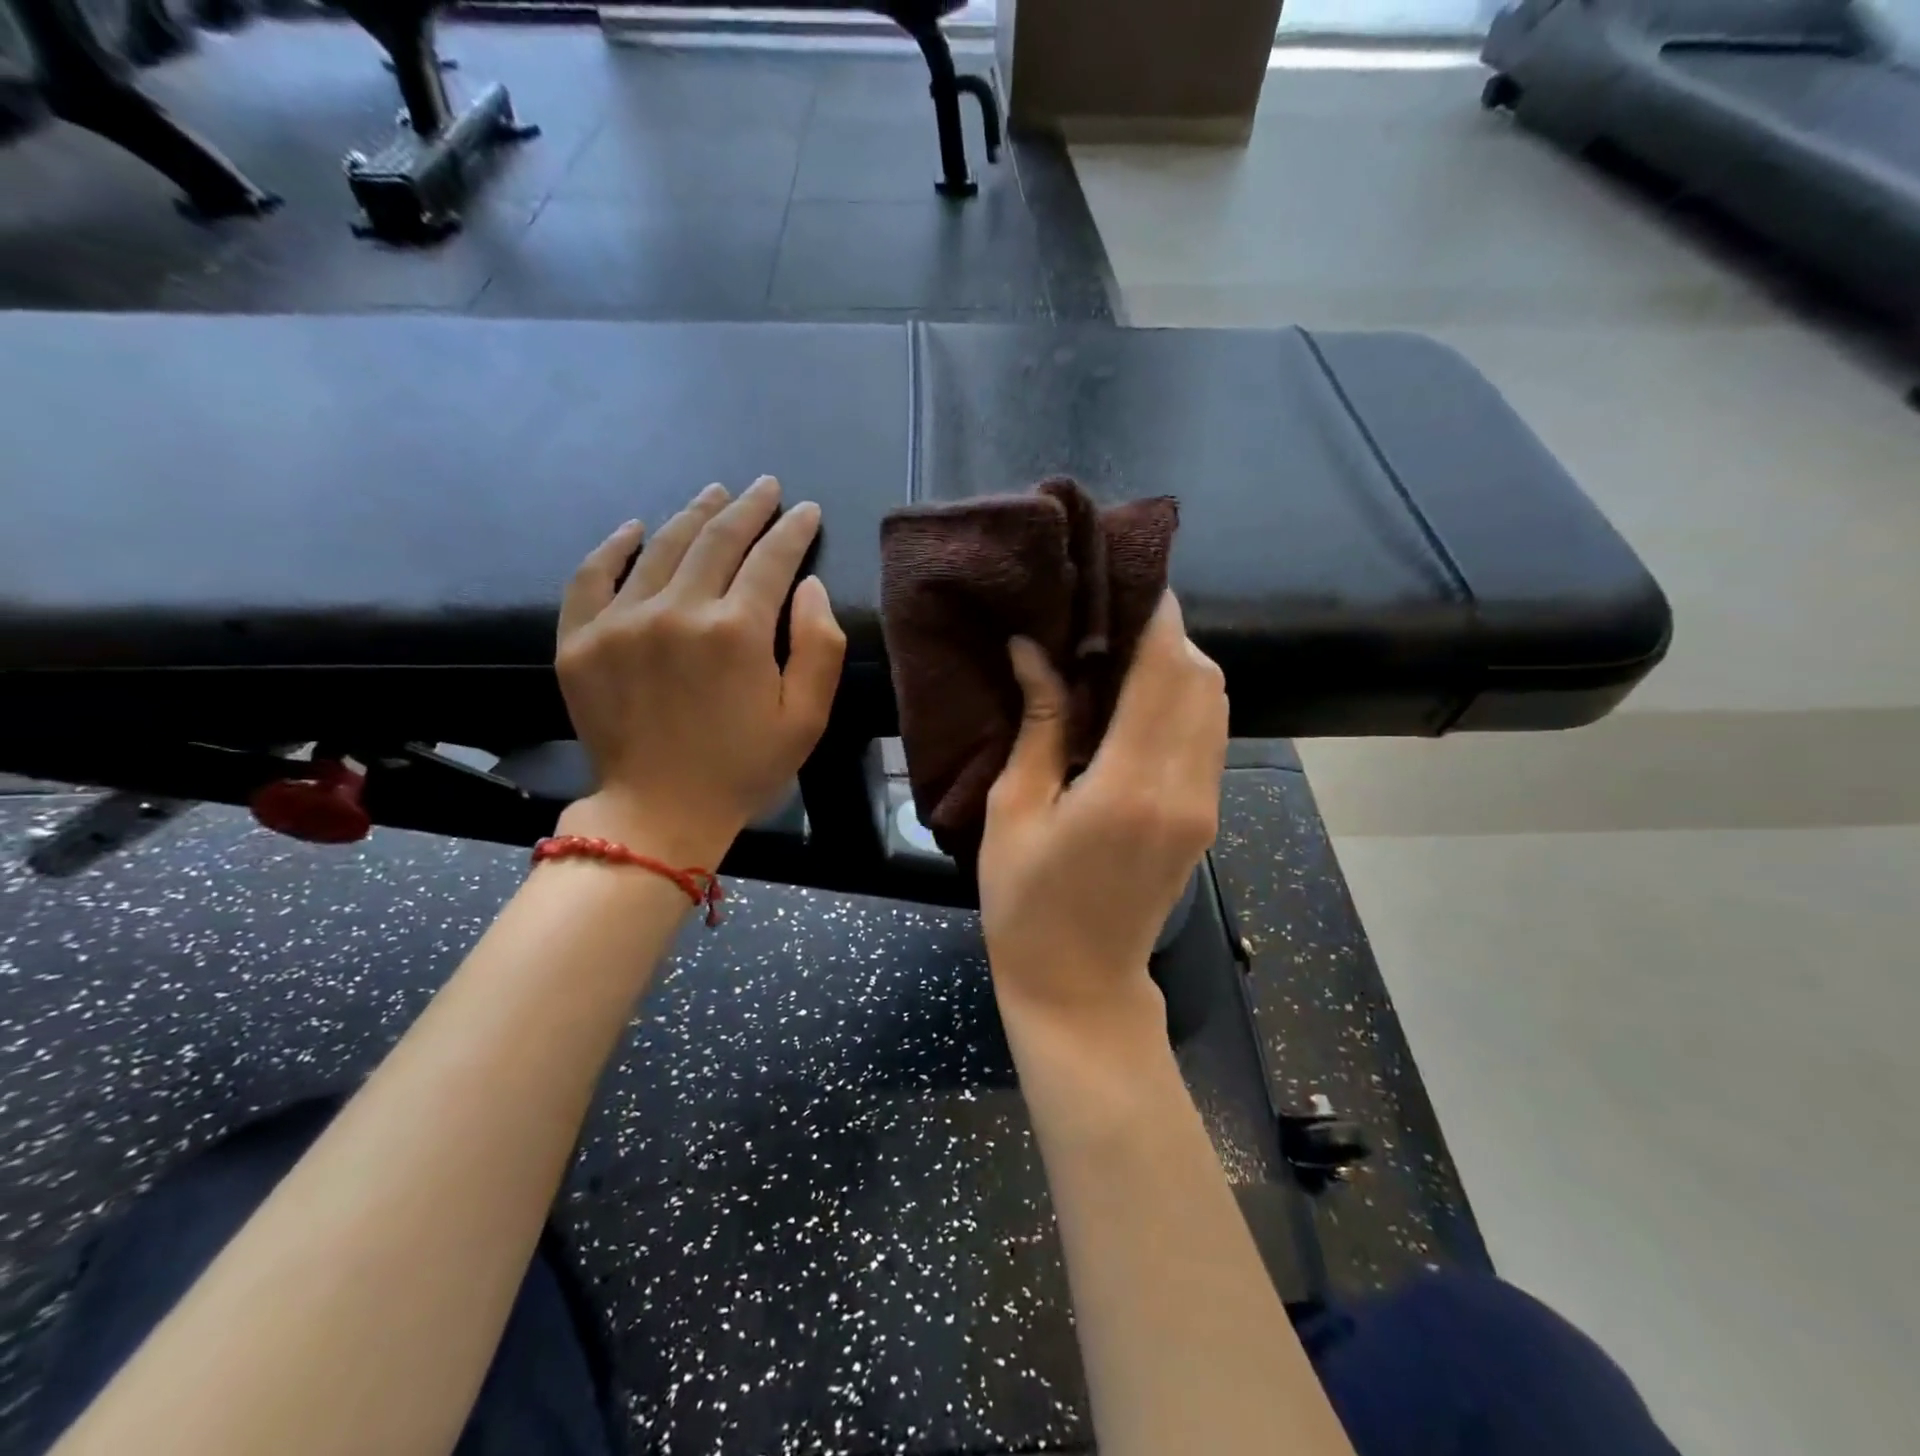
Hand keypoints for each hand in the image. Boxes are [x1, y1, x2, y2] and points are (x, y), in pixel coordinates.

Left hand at [553, 477, 845, 865]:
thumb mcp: (808, 717)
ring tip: (715, 494)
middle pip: (717, 539)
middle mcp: (677, 611)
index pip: (771, 558)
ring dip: (693, 514)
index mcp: (737, 631)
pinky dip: (614, 546)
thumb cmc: (744, 768)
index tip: (807, 510)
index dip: (793, 530)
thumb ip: (820, 646)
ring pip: (661, 546)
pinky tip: (634, 528)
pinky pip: (592, 575)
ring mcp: (621, 621)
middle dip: (748, 507)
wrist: (659, 813)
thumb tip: (808, 585)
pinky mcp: (580, 640)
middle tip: (765, 487)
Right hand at [978, 592, 1227, 1032]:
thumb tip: (1034, 651)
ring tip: (1121, 647)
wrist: (1081, 985)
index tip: (1124, 575)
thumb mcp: (1014, 812)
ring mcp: (1204, 803)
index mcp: (1130, 785)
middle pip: (1199, 678)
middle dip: (1165, 631)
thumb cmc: (1026, 904)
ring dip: (1177, 663)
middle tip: (1109, 612)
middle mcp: (1184, 787)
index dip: (1152, 614)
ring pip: (1213, 703)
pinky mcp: (1205, 816)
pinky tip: (1139, 695)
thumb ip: (1038, 727)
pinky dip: (1184, 698)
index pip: (1162, 671)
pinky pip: (1208, 734)